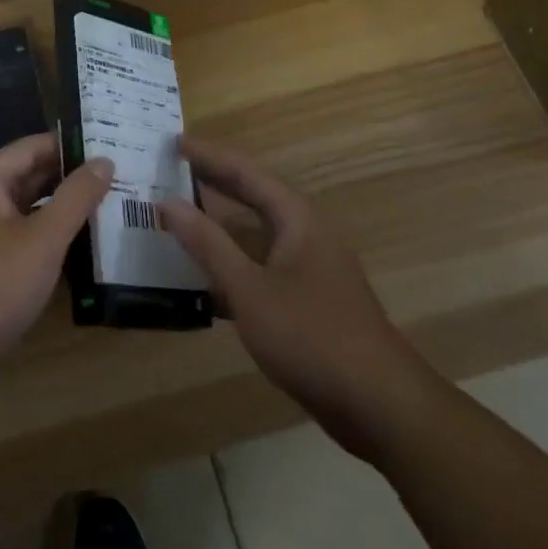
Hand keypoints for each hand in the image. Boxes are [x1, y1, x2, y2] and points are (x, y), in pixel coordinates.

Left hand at [0, 134, 111, 387]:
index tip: (104, 141)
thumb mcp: (43, 239)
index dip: (65, 143)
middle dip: (67, 175)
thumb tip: (104, 160)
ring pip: (26, 211)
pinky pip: (21, 239)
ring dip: (60, 208)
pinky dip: (48, 237)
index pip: (30, 148)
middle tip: (114, 174)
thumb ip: (75, 198)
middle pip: (27, 177)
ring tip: (106, 206)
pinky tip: (79, 248)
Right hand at [160, 135, 435, 461]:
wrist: (379, 406)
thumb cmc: (311, 336)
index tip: (172, 143)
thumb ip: (207, 244)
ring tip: (177, 217)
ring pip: (255, 234)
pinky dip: (231, 264)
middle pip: (251, 196)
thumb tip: (167, 203)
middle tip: (169, 171)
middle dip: (212, 182)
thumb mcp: (249, 289)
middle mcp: (304, 233)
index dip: (207, 155)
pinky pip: (261, 266)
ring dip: (218, 226)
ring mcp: (309, 268)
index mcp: (295, 218)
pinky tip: (201, 281)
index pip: (244, 171)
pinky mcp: (308, 300)